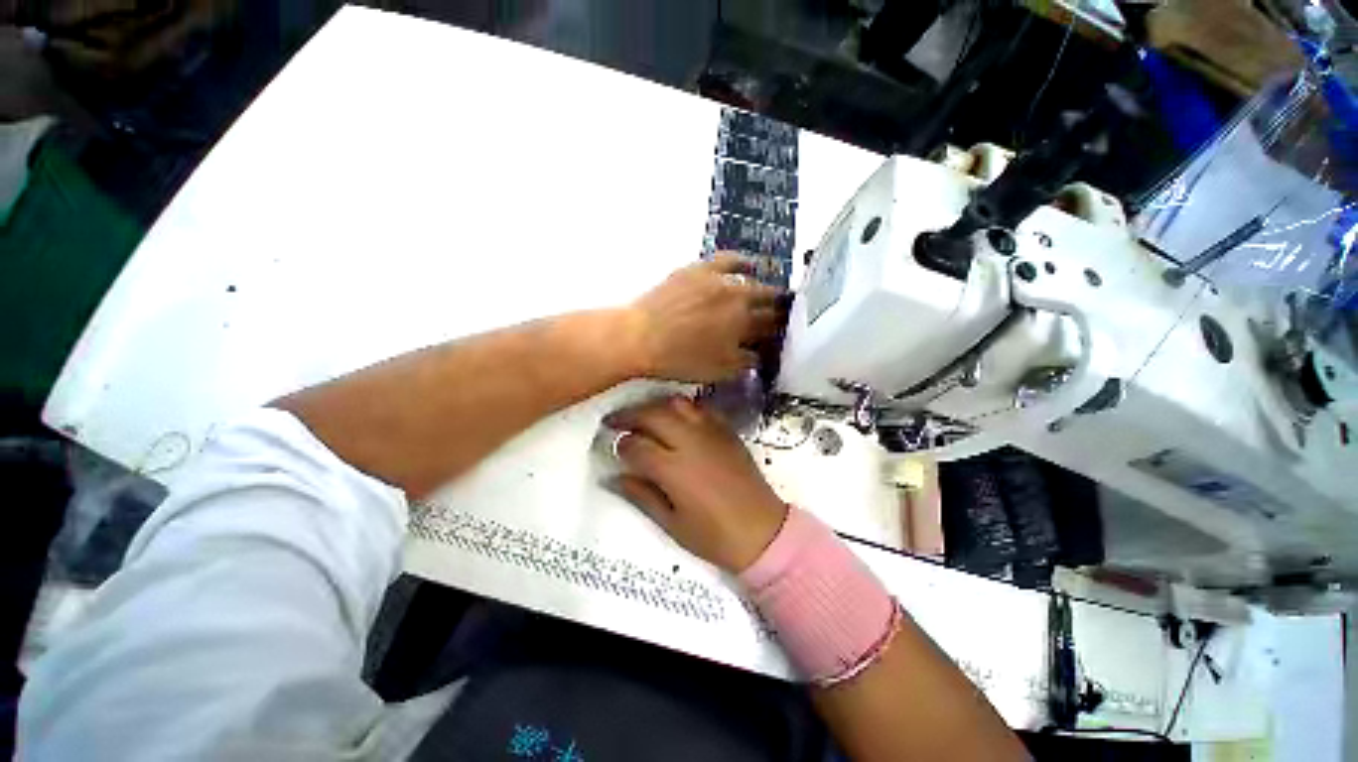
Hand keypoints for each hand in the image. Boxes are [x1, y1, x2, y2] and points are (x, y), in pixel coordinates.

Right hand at [606, 395, 787, 572]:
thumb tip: (615, 477)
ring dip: (654, 406)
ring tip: (642, 415)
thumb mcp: (671, 523)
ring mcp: (711, 432)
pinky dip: (681, 408)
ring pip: (676, 404)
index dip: (620, 444)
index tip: (613, 446)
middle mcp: (690, 442)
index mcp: (674, 469)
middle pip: (652, 415)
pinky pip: (699, 408)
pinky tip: (674, 417)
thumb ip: (641, 495)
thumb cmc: (714, 536)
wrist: (762, 531)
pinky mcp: (726, 430)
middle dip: (629, 415)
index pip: (636, 445)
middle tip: (615, 421)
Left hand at [624, 253, 783, 382]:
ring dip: (764, 289)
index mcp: (744, 325)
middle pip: (767, 301)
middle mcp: (739, 298)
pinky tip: (748, 265)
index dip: (780, 330)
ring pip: (753, 280)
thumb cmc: (679, 360)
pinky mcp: (701, 268)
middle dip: (777, 309)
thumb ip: (745, 362)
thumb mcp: (718, 370)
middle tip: (778, 316)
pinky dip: (742, 262)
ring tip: (769, 293)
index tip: (783, 333)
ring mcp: (720, 280)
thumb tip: (760, 355)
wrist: (640, 337)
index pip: (772, 326)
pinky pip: (729, 259)